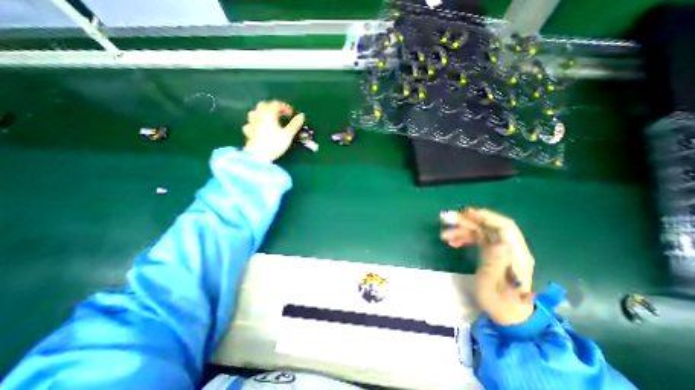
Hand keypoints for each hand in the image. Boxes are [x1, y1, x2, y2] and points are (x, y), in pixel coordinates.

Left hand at [243, 100, 304, 160]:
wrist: (258, 156)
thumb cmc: (274, 144)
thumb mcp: (288, 135)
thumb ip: (295, 124)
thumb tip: (301, 116)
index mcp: (269, 114)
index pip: (276, 104)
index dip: (285, 107)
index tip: (291, 112)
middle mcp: (259, 116)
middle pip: (264, 105)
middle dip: (273, 107)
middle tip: (282, 113)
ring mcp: (252, 123)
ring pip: (255, 112)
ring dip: (263, 112)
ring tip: (270, 118)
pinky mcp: (249, 131)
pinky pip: (250, 123)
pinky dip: (256, 123)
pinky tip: (258, 127)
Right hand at [442, 208, 532, 324]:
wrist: (507, 314)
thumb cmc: (500, 302)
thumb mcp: (493, 284)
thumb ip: (495, 262)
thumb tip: (499, 242)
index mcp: (516, 255)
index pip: (504, 228)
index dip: (485, 217)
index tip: (465, 213)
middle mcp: (510, 249)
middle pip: (489, 227)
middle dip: (467, 221)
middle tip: (446, 218)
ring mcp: (501, 250)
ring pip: (481, 232)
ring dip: (462, 230)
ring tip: (444, 234)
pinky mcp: (493, 252)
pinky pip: (478, 239)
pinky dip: (464, 238)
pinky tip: (452, 242)